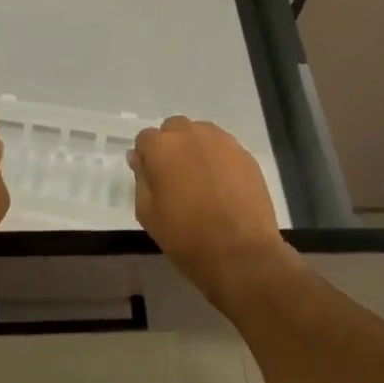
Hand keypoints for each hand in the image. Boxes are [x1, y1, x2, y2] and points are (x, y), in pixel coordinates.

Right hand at [129, 116, 294, 300]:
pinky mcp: (245, 155)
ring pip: (201, 133)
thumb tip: (138, 158)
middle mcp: (191, 135)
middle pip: (174, 128)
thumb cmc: (186, 237)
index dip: (146, 157)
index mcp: (162, 147)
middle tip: (176, 176)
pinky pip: (224, 147)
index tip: (152, 177)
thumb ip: (141, 179)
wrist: (241, 254)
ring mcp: (222, 142)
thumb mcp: (148, 214)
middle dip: (171, 146)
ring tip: (201, 178)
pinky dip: (218, 159)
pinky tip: (222, 185)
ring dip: (196, 148)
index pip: (145, 138)